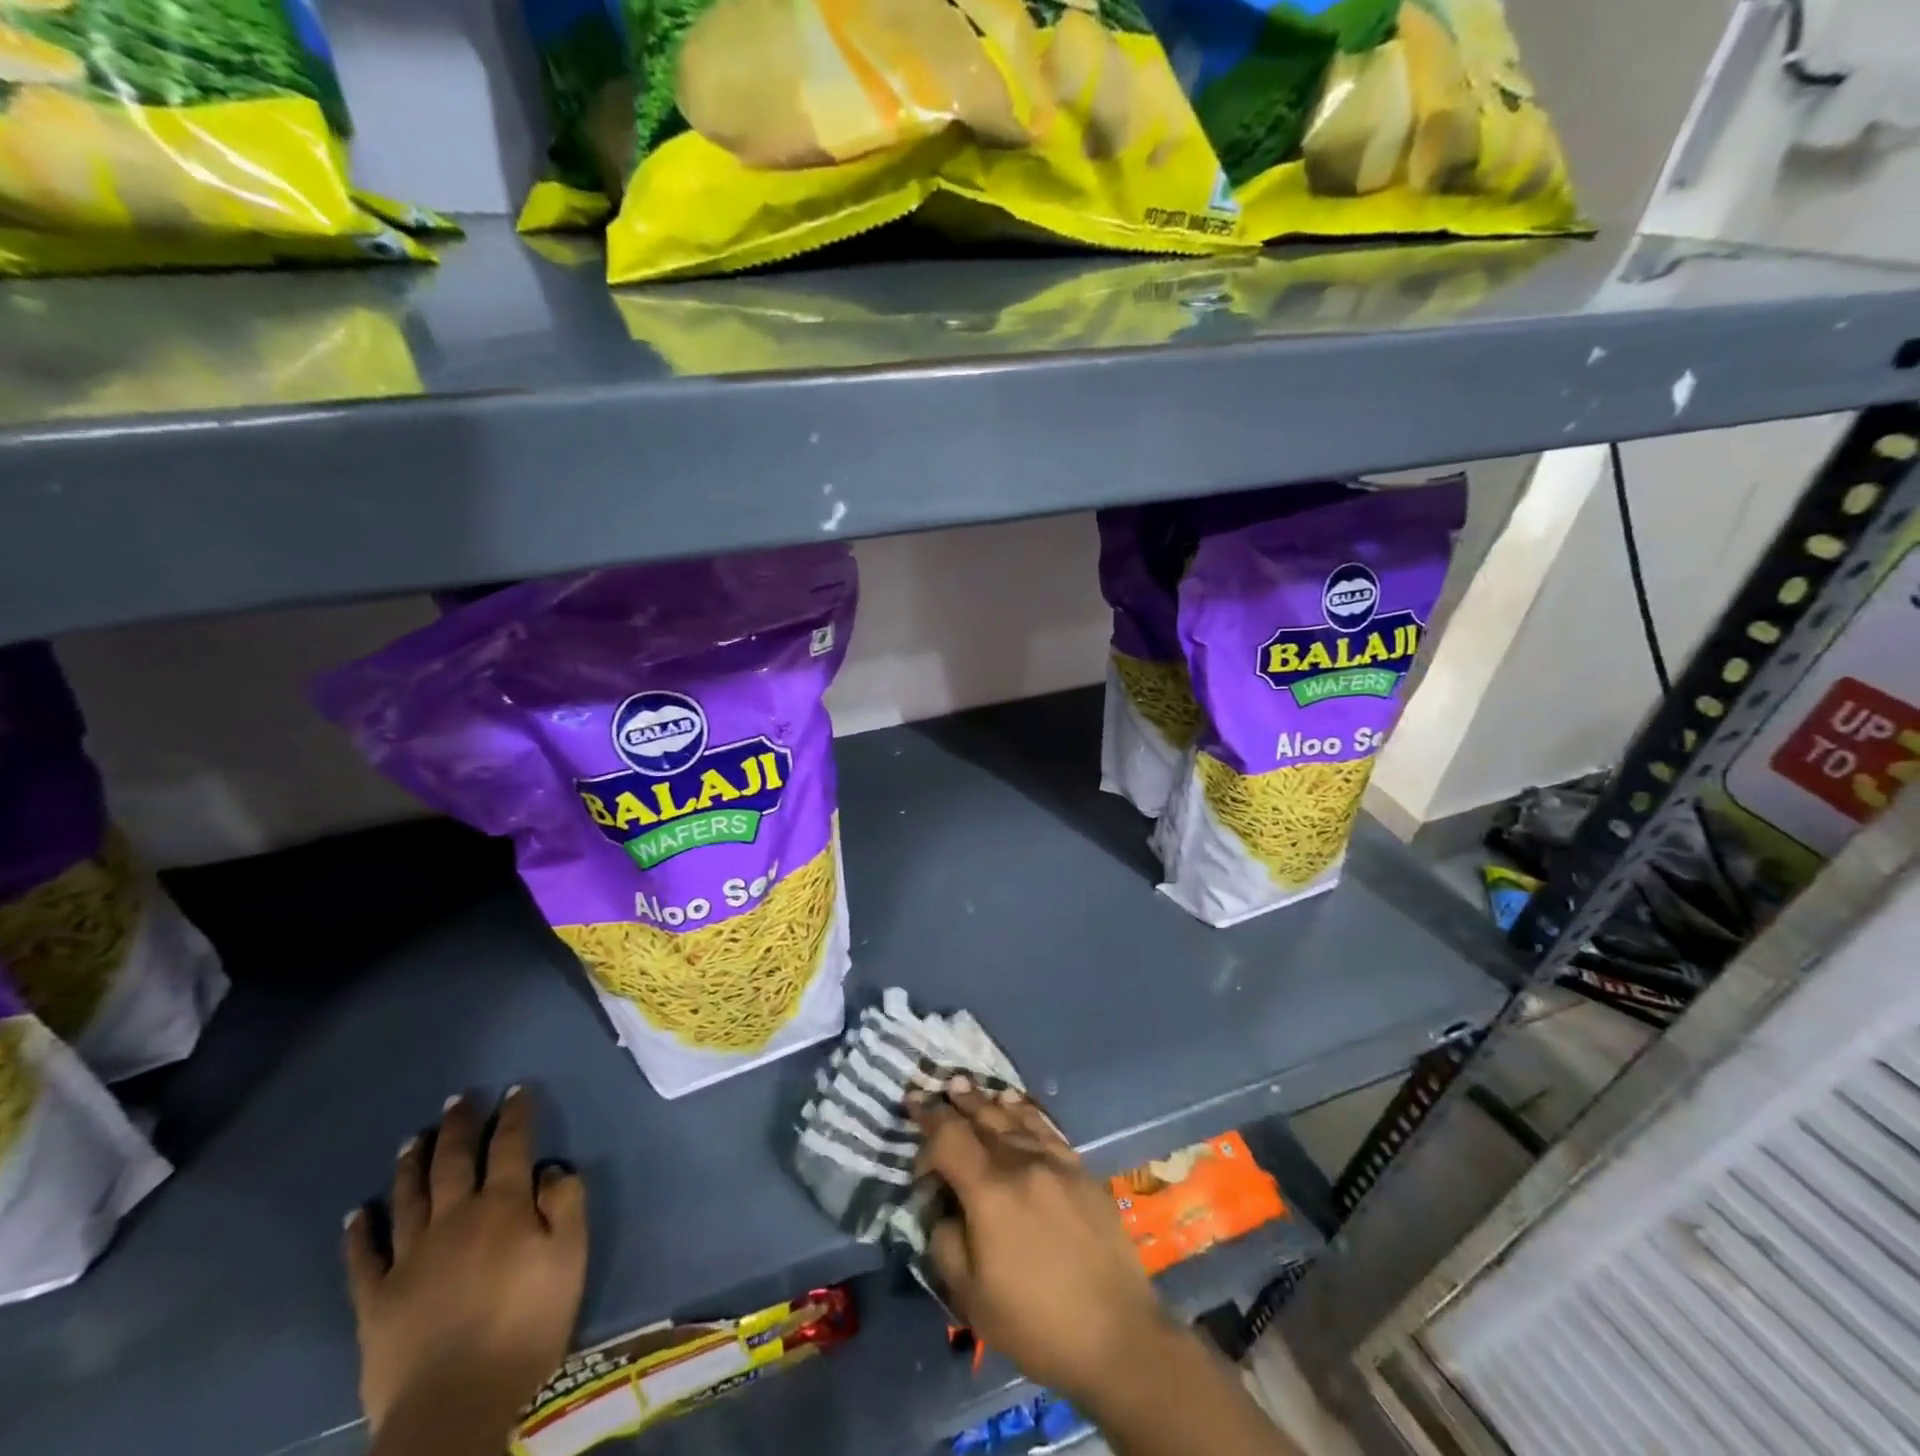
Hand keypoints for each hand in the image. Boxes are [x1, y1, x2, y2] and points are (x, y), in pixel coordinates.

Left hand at [344, 1087, 588, 1442]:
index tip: (516, 1090)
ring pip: (409, 1197)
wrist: (455, 1406)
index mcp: (503, 1207)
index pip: (510, 1146)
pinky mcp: (375, 1300)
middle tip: (458, 1100)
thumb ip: (566, 1205)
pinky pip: (363, 1258)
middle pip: (453, 1161)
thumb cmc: (527, 1325)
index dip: (515, 1115)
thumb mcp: (570, 1258)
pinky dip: (360, 1233)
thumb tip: (552, 1169)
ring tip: (412, 1139)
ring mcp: (409, 1258)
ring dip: (411, 1164)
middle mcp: (454, 1219)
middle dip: (458, 1126)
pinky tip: (357, 1214)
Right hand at [912, 1079, 1171, 1406]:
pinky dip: (1024, 1111)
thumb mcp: (971, 1297)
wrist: (1116, 1335)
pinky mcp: (1080, 1170)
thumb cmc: (1036, 1323)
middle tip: (934, 1088)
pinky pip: (1045, 1127)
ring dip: (985, 1101)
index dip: (927, 1124)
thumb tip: (942, 1207)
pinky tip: (1014, 1103)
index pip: (949, 1137)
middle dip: (954, 1103)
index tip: (913, 1116)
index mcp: (990, 1191)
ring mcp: (1056, 1162)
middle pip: (982, 1118)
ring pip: (1013, 1118)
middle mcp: (1022, 1163)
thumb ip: (945, 1242)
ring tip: (966, 1086)